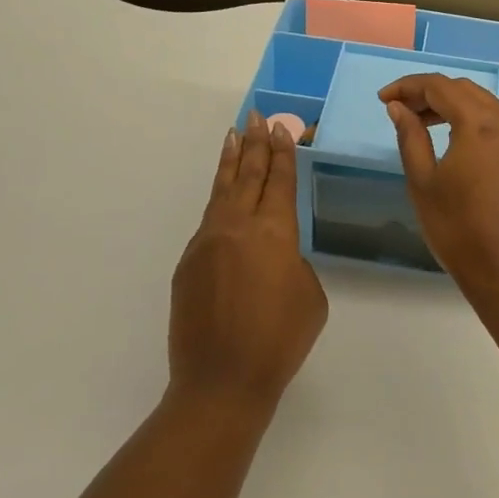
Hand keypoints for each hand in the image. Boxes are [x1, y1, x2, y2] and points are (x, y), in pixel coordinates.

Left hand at [168, 114, 327, 414]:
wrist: (221, 381)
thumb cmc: (280, 341)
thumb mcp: (310, 296)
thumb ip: (293, 261)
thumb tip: (274, 252)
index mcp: (274, 233)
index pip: (279, 181)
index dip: (282, 153)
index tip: (280, 128)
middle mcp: (238, 227)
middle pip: (249, 175)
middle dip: (255, 144)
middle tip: (257, 117)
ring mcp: (208, 242)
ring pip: (223, 190)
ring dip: (231, 161)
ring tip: (233, 135)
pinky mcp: (188, 263)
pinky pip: (208, 221)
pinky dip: (218, 199)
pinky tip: (223, 194)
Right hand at [381, 75, 498, 295]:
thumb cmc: (458, 228)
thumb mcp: (423, 182)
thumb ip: (410, 137)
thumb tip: (399, 108)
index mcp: (480, 124)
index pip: (440, 87)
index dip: (408, 86)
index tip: (384, 99)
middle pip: (464, 90)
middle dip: (430, 93)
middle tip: (400, 109)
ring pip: (484, 103)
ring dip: (452, 106)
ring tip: (422, 123)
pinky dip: (473, 120)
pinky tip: (453, 139)